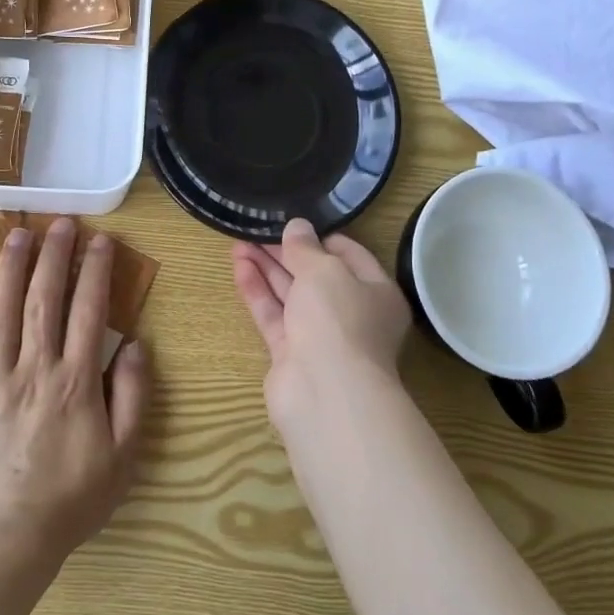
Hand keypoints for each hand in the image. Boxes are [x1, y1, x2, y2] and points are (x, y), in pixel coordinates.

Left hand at [0, 218, 149, 567]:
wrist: (3, 541)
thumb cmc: (70, 500)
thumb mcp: (123, 457)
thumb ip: (134, 397)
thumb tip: (137, 344)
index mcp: (76, 380)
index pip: (90, 311)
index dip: (96, 270)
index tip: (101, 240)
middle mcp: (35, 367)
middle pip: (45, 299)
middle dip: (55, 255)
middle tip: (60, 222)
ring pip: (2, 310)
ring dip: (11, 267)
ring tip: (17, 231)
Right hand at [232, 218, 410, 426]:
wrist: (325, 392)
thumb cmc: (338, 319)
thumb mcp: (324, 270)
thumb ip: (306, 247)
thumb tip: (297, 226)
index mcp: (376, 292)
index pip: (349, 255)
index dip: (320, 237)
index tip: (292, 222)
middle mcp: (351, 314)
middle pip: (315, 275)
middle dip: (286, 252)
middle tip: (256, 228)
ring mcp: (320, 336)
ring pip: (291, 295)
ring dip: (266, 268)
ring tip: (238, 241)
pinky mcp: (292, 354)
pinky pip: (274, 316)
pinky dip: (258, 292)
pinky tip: (239, 267)